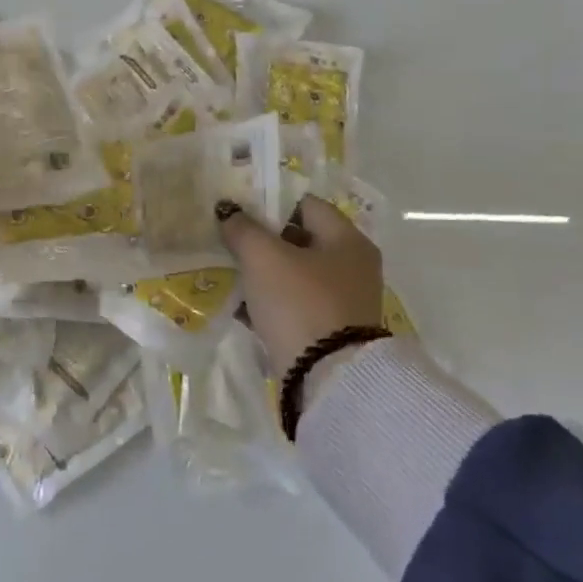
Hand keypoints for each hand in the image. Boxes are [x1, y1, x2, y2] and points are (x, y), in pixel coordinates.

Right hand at [218, 195, 383, 372]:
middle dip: (263, 239)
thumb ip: (243, 228)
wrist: (327, 379)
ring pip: (295, 273)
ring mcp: (344, 301)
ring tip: (231, 271)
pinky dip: (271, 301)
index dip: (270, 202)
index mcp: (348, 240)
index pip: (305, 204)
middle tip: (230, 239)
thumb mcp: (263, 257)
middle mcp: (353, 266)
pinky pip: (295, 303)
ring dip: (264, 272)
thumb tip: (229, 211)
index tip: (239, 210)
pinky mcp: (331, 331)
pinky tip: (242, 305)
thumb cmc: (299, 302)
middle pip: (300, 239)